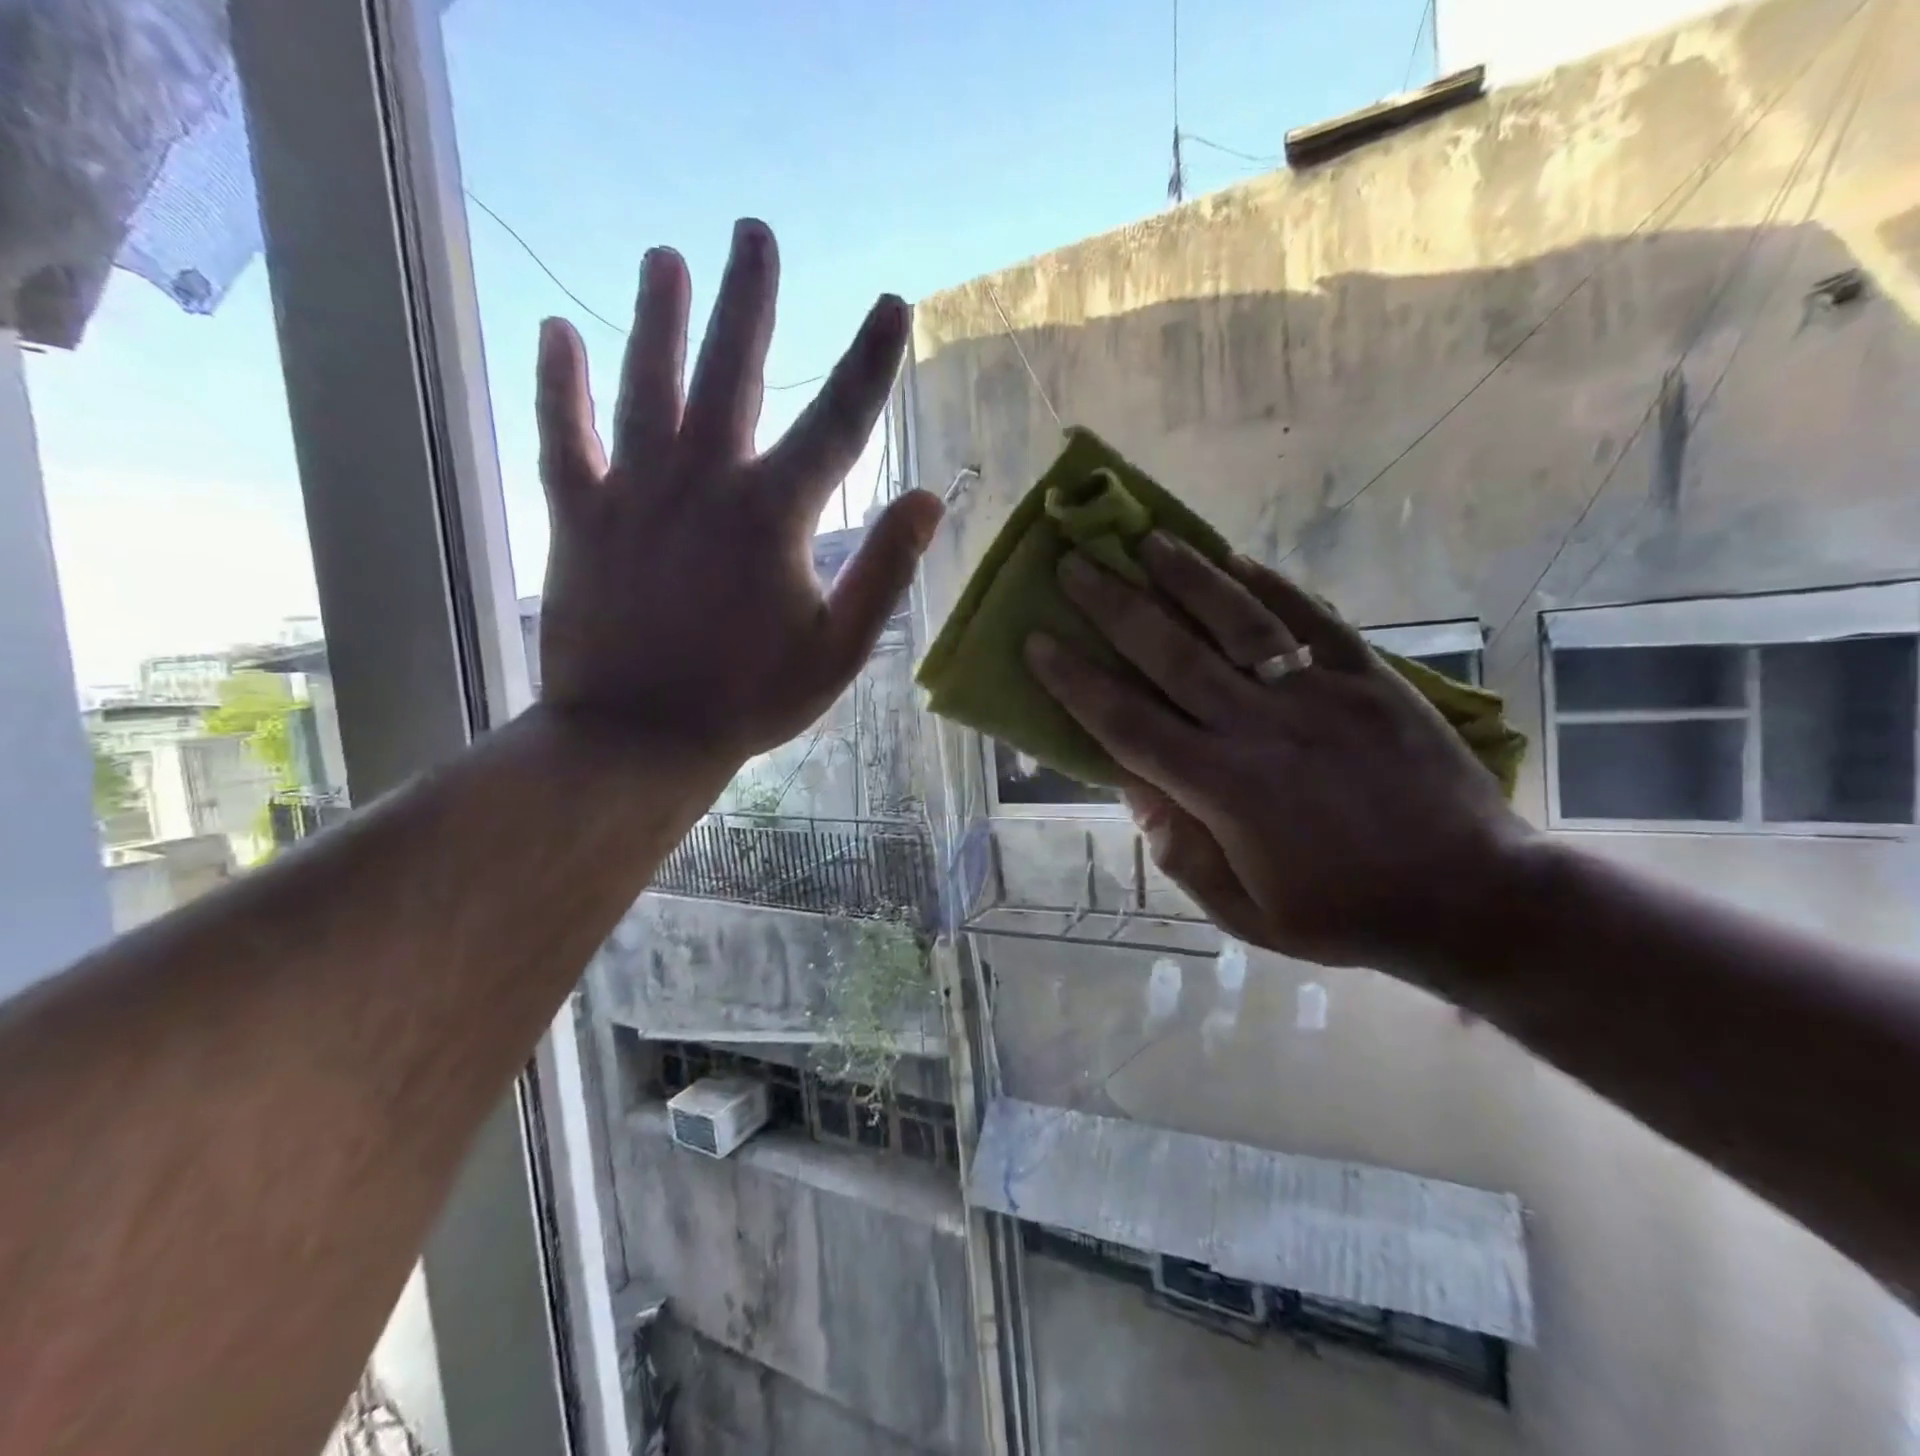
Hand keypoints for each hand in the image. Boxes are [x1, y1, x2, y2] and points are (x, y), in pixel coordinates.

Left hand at [534, 219, 942, 765]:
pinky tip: (557, 333)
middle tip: (754, 234)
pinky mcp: (578, 515)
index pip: (838, 421)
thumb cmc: (748, 700)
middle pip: (732, 369)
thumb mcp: (838, 650)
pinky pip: (563, 434)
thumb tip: (927, 499)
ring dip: (657, 315)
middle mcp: (704, 481)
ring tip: (665, 258)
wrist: (639, 737)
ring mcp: (634, 492)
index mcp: (774, 515)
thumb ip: (884, 571)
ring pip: (646, 381)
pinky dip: (559, 383)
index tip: (891, 306)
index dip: (870, 361)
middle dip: (750, 298)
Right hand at [1026, 533, 1534, 979]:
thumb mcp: (1245, 912)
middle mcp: (1259, 728)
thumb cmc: (1343, 913)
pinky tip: (1234, 560)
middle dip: (1113, 606)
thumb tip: (1132, 786)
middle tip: (1073, 565)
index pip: (1127, 723)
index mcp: (1222, 790)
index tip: (1037, 640)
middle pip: (1169, 655)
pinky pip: (1312, 620)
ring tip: (1144, 538)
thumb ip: (1180, 851)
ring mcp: (1319, 695)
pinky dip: (1271, 587)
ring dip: (1184, 577)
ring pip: (1236, 623)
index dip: (1075, 680)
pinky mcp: (1370, 679)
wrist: (1471, 897)